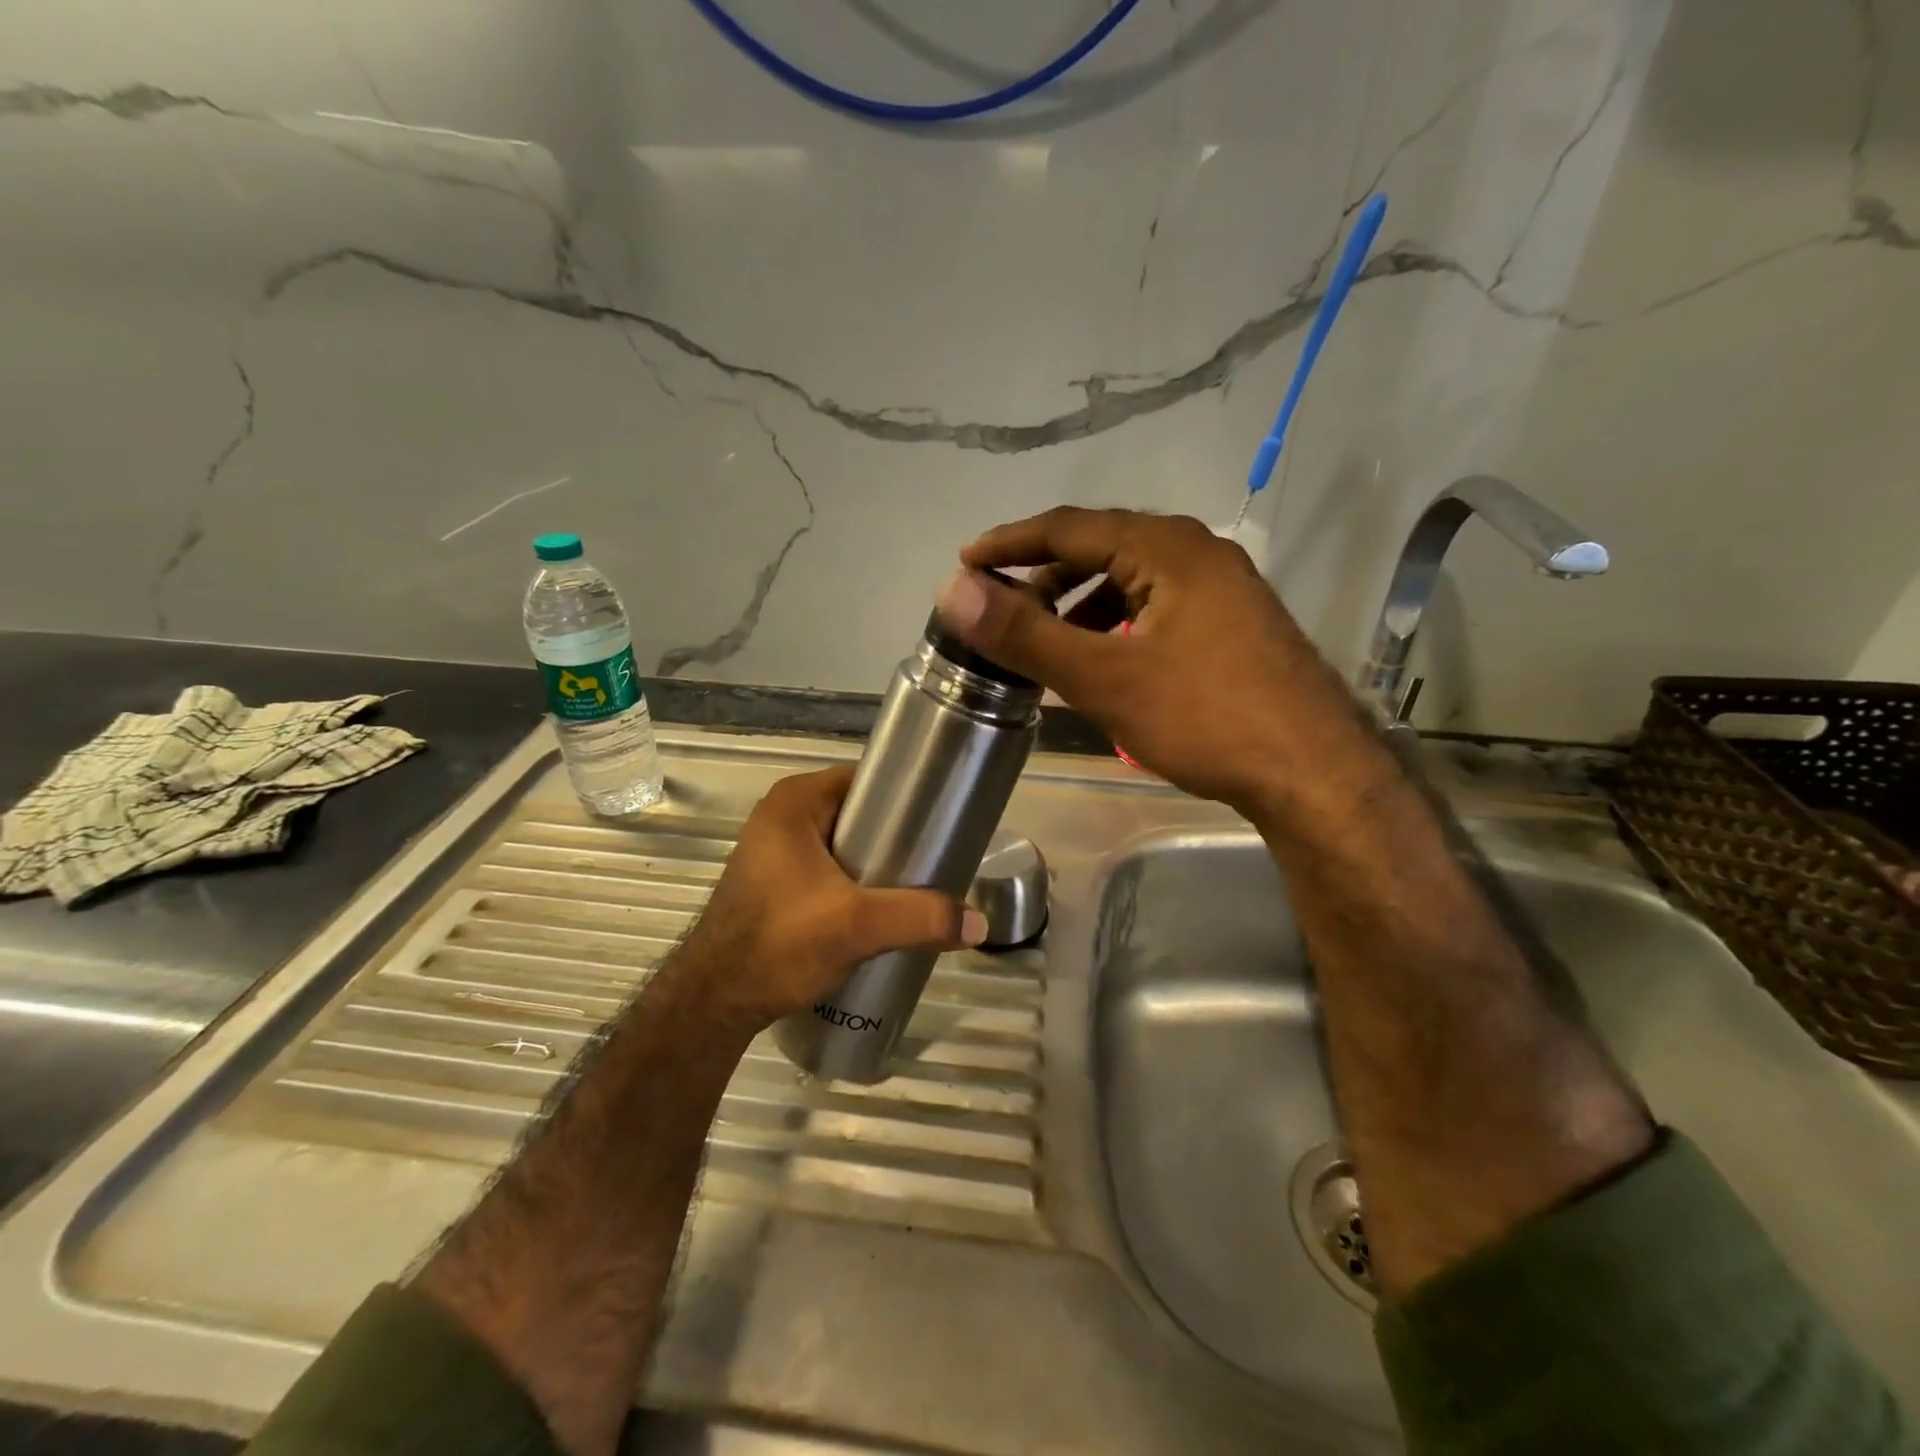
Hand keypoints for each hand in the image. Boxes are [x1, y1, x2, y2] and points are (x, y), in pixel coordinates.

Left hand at [668, 766, 986, 1032]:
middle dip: (897, 836)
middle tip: (936, 860)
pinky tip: (882, 908)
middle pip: (859, 813)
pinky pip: (830, 868)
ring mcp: (775, 851)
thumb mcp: (857, 925)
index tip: (942, 820)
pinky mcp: (775, 883)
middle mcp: (782, 816)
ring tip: (918, 886)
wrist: (713, 1003)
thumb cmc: (779, 943)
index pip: (867, 780)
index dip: (906, 796)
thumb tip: (980, 924)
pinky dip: (857, 882)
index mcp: (795, 801)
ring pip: (845, 844)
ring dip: (879, 864)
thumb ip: (920, 917)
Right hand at [937, 508, 1365, 816]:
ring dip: (1080, 602)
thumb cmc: (1205, 718)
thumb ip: (1026, 634)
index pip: (1070, 527)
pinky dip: (1116, 623)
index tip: (966, 562)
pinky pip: (1156, 605)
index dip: (1011, 543)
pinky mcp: (1232, 623)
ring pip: (1131, 579)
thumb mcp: (1104, 677)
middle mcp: (1198, 552)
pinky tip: (1102, 658)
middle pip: (1102, 547)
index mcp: (1167, 547)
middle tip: (1001, 605)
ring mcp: (1222, 588)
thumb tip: (953, 591)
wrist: (1313, 774)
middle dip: (1045, 574)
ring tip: (1044, 637)